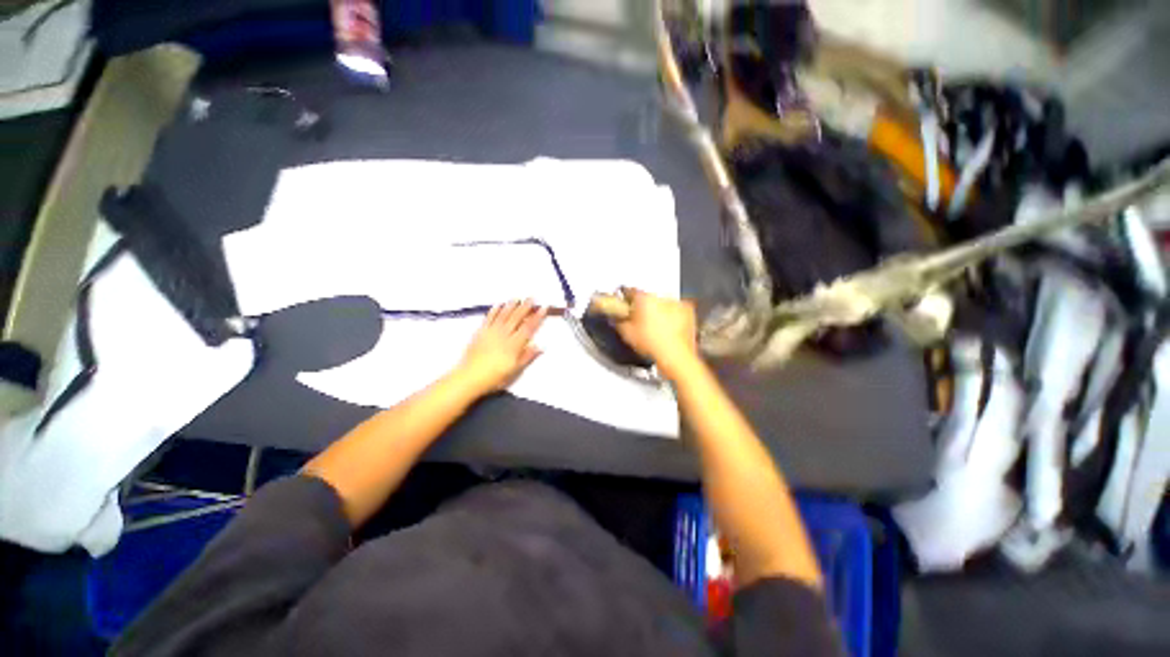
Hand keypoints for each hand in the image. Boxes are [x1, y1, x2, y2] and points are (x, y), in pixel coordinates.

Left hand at [455, 300, 546, 394]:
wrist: (470, 377)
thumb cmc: (495, 376)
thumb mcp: (515, 370)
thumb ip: (527, 357)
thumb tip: (540, 346)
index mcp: (514, 345)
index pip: (528, 328)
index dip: (537, 317)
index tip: (543, 308)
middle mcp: (504, 335)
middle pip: (516, 318)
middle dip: (525, 307)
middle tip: (531, 298)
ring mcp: (491, 332)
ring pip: (503, 315)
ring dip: (511, 306)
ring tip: (517, 298)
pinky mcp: (480, 332)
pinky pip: (489, 318)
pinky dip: (494, 310)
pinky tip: (498, 304)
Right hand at [614, 289, 699, 379]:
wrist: (676, 356)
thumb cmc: (652, 344)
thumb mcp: (627, 334)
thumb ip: (619, 321)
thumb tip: (616, 318)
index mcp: (644, 299)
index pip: (631, 291)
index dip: (626, 298)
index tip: (625, 304)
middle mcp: (661, 297)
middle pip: (648, 297)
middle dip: (644, 306)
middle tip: (640, 319)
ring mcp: (677, 303)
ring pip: (663, 303)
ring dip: (659, 310)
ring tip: (655, 326)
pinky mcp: (688, 311)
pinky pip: (676, 310)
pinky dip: (673, 315)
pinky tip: (669, 327)